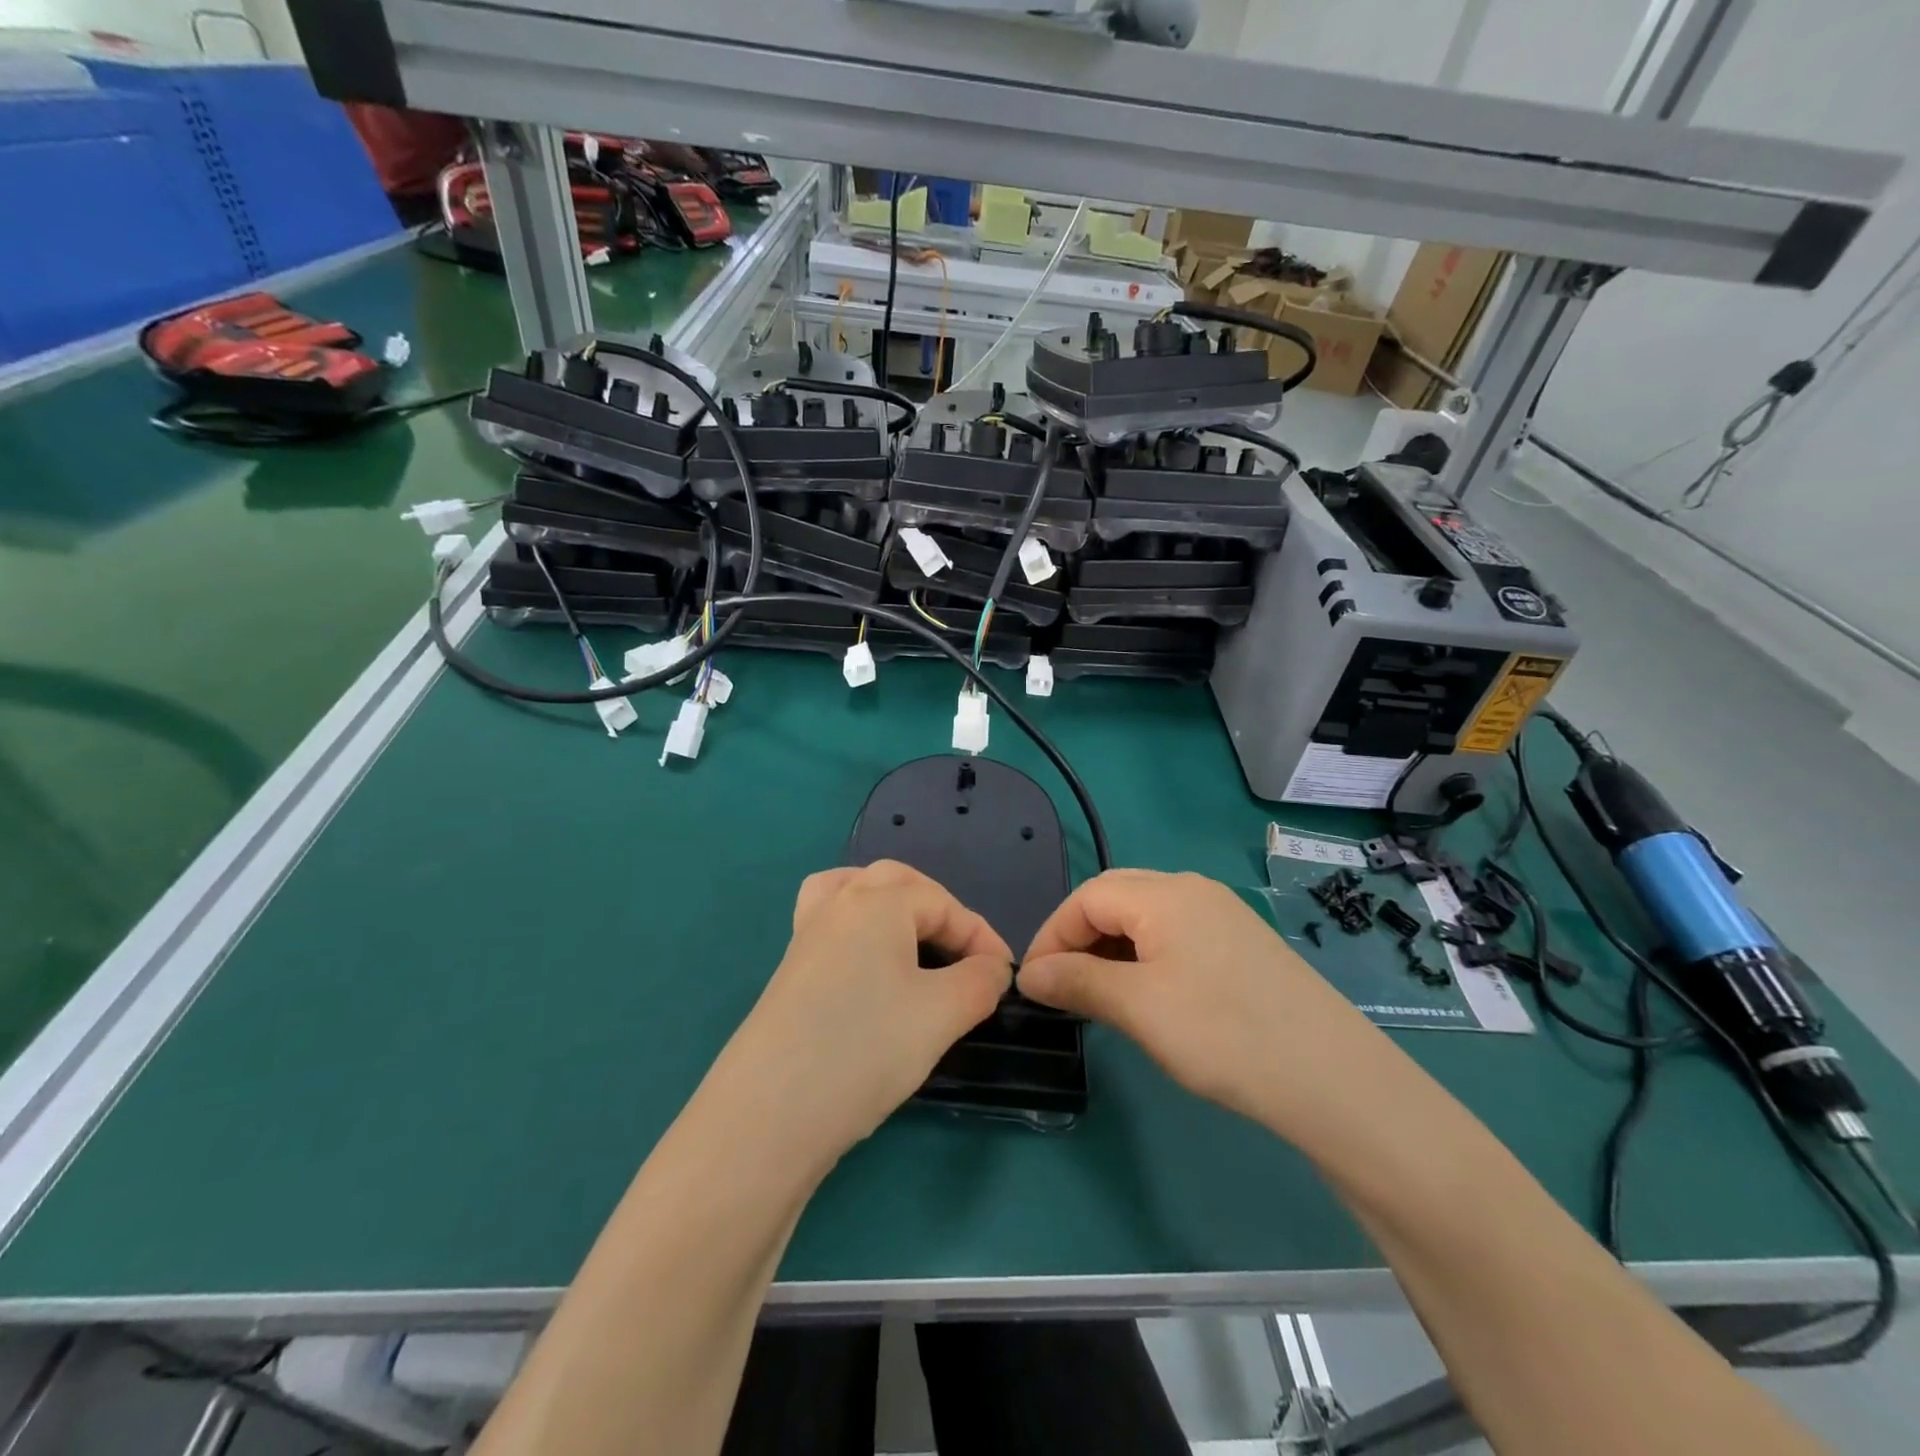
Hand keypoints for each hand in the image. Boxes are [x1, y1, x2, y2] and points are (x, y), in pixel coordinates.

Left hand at [704, 861, 1012, 1166]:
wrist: (769, 1113)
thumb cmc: (865, 1048)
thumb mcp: (941, 1014)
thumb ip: (980, 981)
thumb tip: (992, 968)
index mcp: (876, 902)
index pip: (943, 903)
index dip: (981, 936)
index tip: (1005, 977)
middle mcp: (836, 906)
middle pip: (895, 883)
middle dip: (937, 910)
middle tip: (962, 953)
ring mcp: (805, 937)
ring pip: (852, 894)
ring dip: (889, 907)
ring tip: (912, 940)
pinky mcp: (788, 972)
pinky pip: (830, 927)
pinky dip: (857, 931)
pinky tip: (870, 970)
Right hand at [1017, 869, 1385, 1131]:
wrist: (1334, 1079)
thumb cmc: (1223, 1034)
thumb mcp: (1138, 1008)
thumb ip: (1077, 982)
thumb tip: (1029, 973)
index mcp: (1165, 893)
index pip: (1086, 897)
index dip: (1051, 935)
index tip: (1032, 983)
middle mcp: (1193, 890)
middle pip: (1115, 898)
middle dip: (1078, 937)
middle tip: (1062, 987)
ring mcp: (1223, 915)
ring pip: (1146, 917)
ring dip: (1110, 948)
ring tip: (1099, 996)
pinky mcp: (1243, 944)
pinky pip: (1176, 935)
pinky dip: (1145, 957)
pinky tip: (1148, 995)